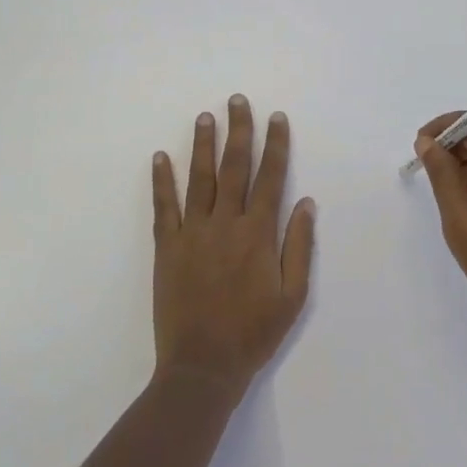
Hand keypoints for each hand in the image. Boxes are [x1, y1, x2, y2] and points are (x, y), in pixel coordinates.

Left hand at [152, 95, 314, 393]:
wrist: (202, 366)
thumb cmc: (254, 333)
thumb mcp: (293, 296)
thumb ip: (299, 246)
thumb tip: (306, 203)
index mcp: (258, 234)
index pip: (270, 178)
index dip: (275, 145)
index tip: (276, 118)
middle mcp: (225, 224)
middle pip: (234, 168)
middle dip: (238, 131)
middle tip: (237, 100)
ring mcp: (192, 234)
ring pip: (199, 179)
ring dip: (202, 145)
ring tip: (205, 116)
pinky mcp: (166, 248)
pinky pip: (163, 208)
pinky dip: (161, 181)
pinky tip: (160, 157)